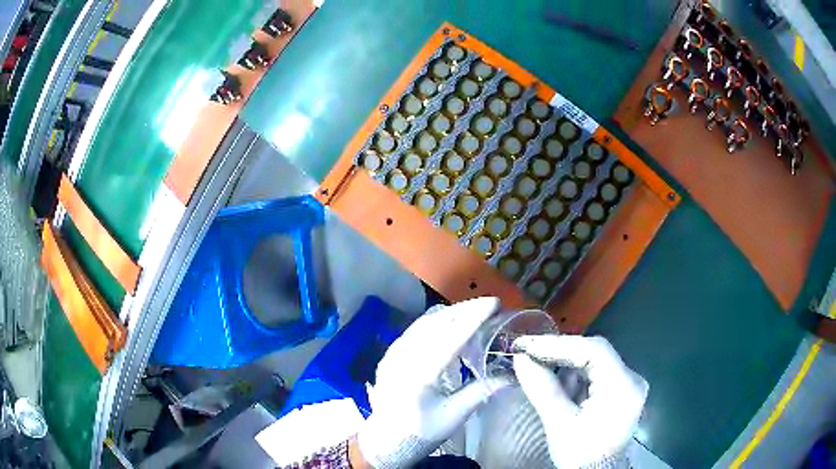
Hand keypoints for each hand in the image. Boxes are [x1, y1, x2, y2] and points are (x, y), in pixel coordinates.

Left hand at [357, 297, 512, 468]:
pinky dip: (436, 322)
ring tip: (475, 312)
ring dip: (451, 313)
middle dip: (465, 309)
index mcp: (419, 375)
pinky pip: (415, 329)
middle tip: (489, 305)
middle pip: (437, 323)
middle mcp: (403, 357)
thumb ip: (480, 392)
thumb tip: (511, 375)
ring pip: (424, 322)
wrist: (385, 439)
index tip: (494, 304)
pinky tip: (450, 326)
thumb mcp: (453, 416)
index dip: (474, 318)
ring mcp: (393, 353)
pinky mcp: (391, 354)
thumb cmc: (420, 431)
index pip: (450, 338)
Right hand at [512, 335, 647, 468]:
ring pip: (593, 361)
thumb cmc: (580, 454)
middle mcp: (631, 378)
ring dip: (564, 362)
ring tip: (535, 363)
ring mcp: (627, 384)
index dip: (558, 344)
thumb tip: (520, 358)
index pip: (594, 351)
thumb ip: (542, 389)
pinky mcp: (619, 390)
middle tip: (526, 351)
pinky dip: (573, 374)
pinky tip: (554, 378)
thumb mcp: (560, 424)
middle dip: (559, 352)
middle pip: (594, 353)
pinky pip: (594, 373)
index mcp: (623, 387)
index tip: (526, 345)